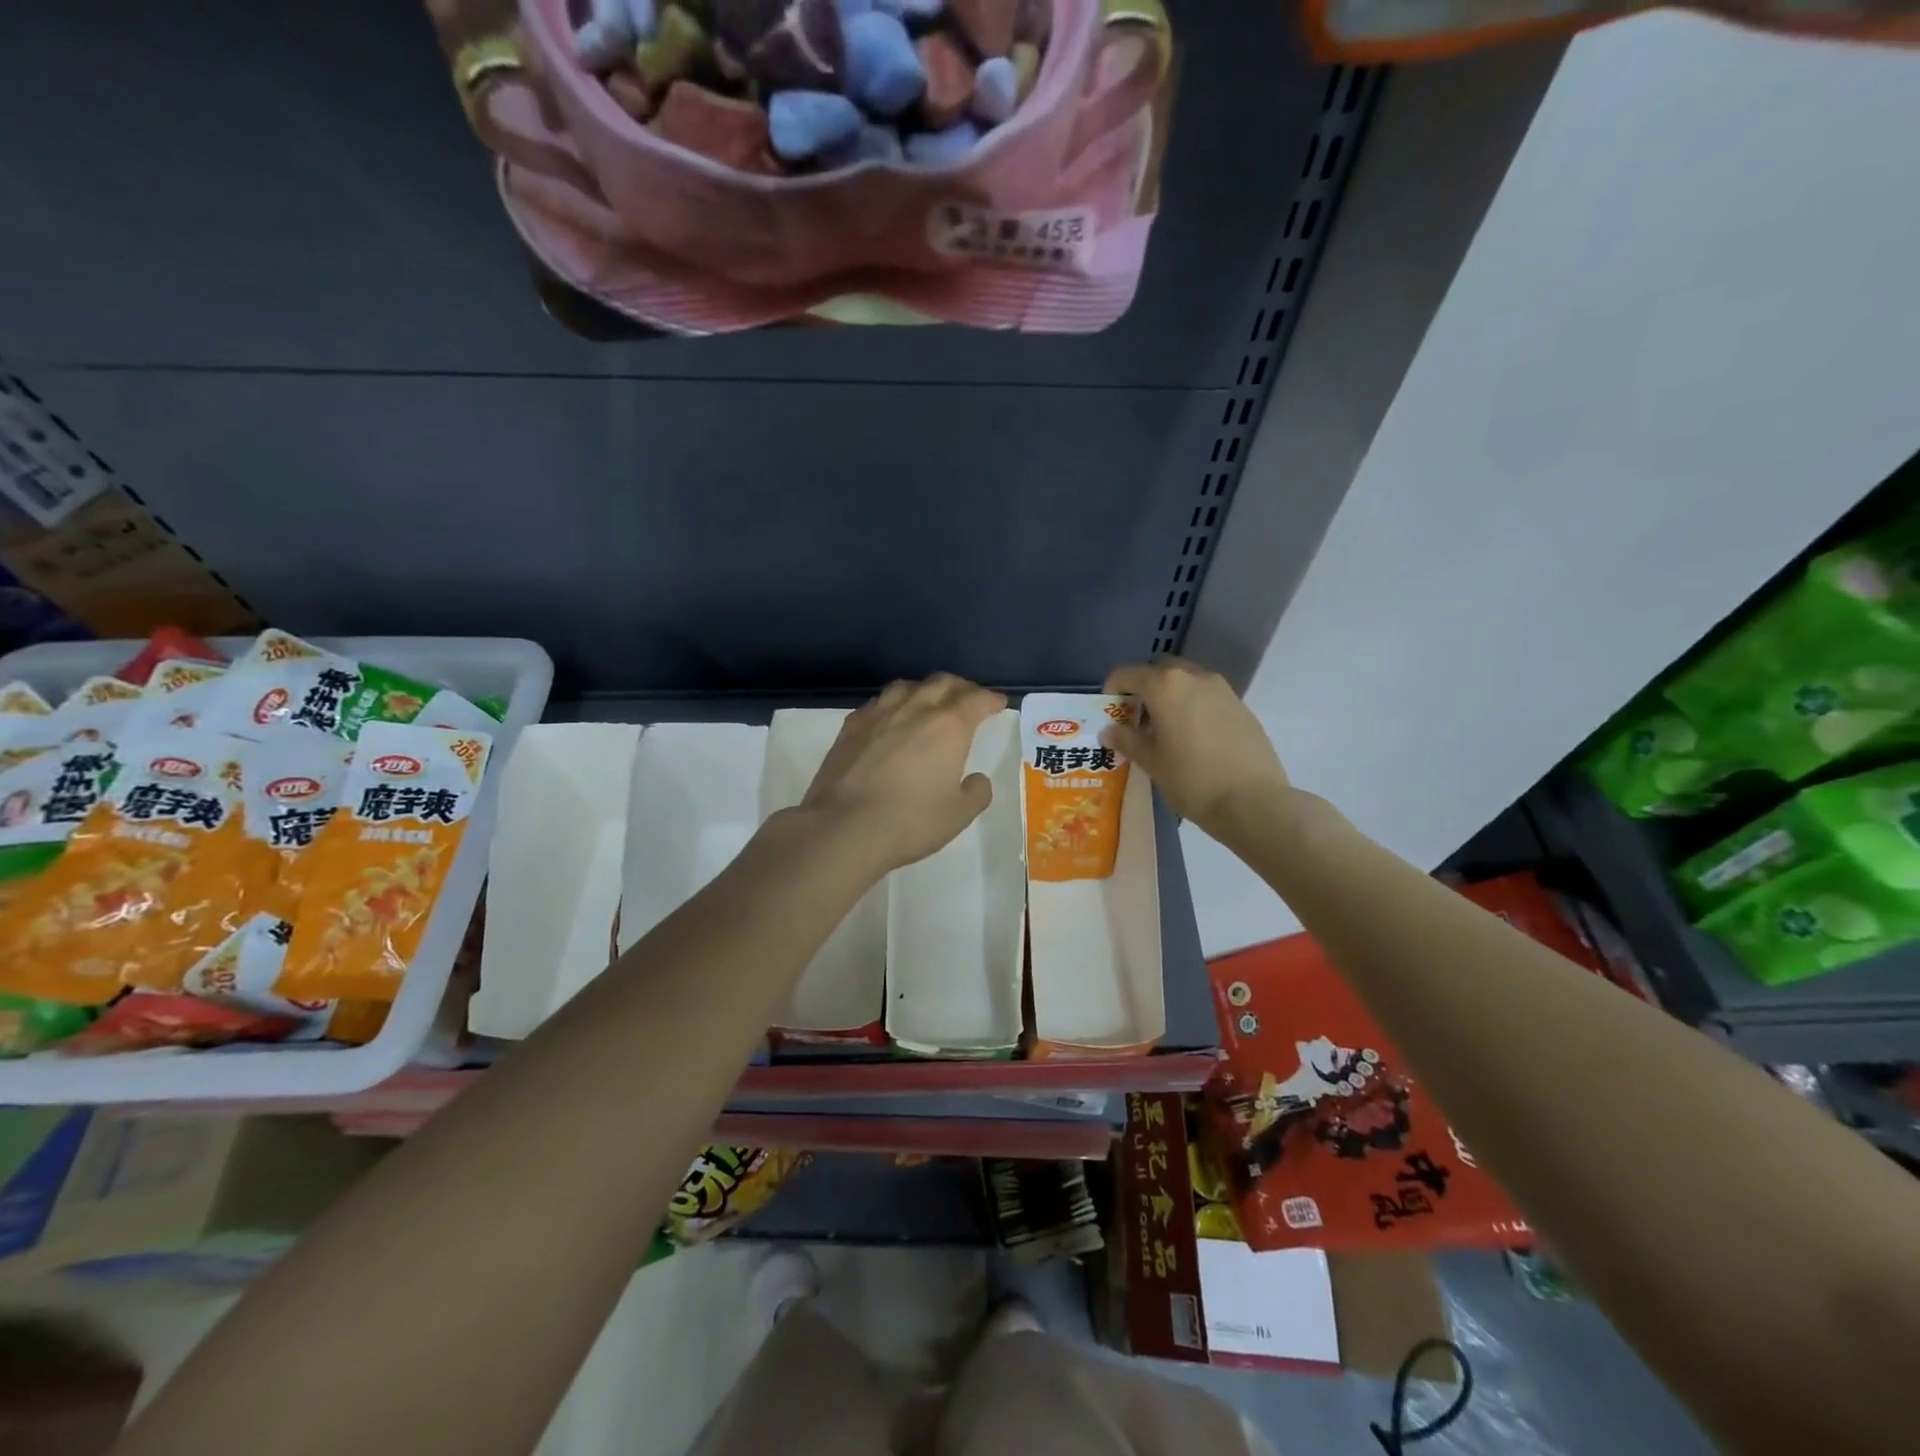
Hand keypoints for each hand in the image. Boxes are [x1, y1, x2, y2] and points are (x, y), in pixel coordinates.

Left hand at [801, 674, 1007, 871]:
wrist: (843, 827)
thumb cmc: (909, 821)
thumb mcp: (958, 815)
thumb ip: (976, 793)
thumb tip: (977, 779)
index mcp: (948, 727)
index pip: (977, 700)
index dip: (991, 699)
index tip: (998, 704)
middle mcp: (915, 709)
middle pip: (942, 683)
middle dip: (961, 687)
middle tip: (968, 699)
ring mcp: (879, 714)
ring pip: (907, 686)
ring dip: (924, 690)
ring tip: (929, 703)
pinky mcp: (850, 726)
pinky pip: (878, 703)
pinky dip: (892, 704)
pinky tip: (890, 719)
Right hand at [1102, 658, 1289, 840]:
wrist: (1252, 801)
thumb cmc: (1192, 779)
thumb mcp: (1152, 762)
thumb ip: (1127, 740)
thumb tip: (1109, 730)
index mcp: (1165, 686)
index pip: (1127, 674)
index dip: (1113, 690)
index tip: (1111, 714)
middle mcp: (1194, 677)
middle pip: (1159, 671)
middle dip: (1144, 689)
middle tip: (1138, 721)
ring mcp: (1222, 689)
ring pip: (1186, 681)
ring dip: (1170, 697)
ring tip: (1166, 732)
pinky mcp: (1241, 706)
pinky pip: (1207, 697)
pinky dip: (1193, 707)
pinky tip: (1194, 740)